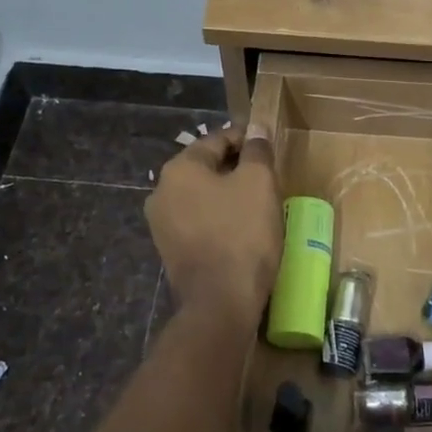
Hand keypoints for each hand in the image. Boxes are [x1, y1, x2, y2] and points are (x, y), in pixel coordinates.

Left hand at [146, 128, 281, 328]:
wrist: (220, 302)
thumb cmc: (242, 234)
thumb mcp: (258, 183)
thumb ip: (257, 151)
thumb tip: (257, 128)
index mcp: (179, 169)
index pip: (217, 139)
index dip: (247, 138)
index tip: (270, 145)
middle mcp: (161, 191)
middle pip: (206, 167)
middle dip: (236, 167)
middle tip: (268, 174)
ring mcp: (162, 224)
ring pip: (202, 196)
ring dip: (228, 193)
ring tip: (258, 201)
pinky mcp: (170, 251)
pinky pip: (198, 221)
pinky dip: (219, 217)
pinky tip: (242, 227)